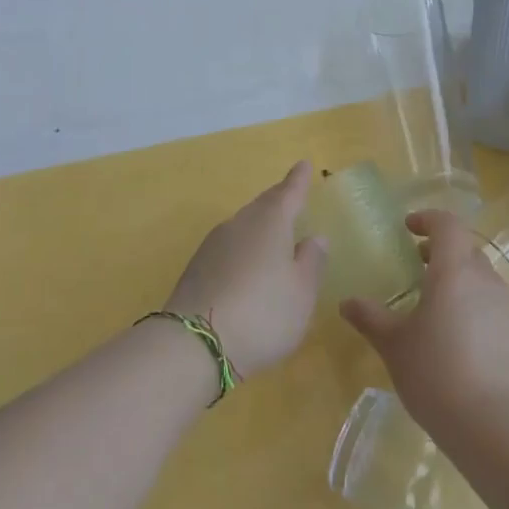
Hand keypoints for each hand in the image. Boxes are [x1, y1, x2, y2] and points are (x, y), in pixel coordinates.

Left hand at [166, 162, 326, 377]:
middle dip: (278, 201)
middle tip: (291, 196)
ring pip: (243, 226)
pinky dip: (243, 251)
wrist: (193, 344)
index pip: (289, 193)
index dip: (299, 180)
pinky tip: (247, 267)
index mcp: (270, 222)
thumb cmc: (263, 313)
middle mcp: (239, 224)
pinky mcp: (196, 270)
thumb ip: (311, 262)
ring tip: (273, 234)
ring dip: (259, 226)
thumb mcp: (301, 292)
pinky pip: (228, 249)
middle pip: (262, 206)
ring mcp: (212, 246)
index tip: (304, 164)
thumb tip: (314, 237)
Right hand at [339, 210, 508, 445]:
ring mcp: (504, 306)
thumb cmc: (436, 373)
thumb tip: (346, 302)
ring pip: (479, 275)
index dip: (427, 219)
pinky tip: (452, 333)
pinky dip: (469, 301)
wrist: (496, 425)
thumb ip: (370, 318)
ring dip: (456, 276)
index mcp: (454, 270)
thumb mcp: (394, 345)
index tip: (407, 228)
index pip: (447, 224)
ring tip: (431, 300)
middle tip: (415, 264)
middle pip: (465, 248)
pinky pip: (489, 302)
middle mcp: (484, 279)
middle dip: (440, 249)